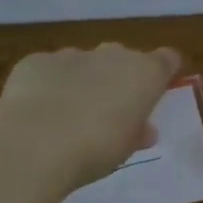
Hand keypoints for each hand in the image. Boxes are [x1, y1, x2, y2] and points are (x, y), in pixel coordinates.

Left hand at [0, 43, 182, 187]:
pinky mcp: (37, 61)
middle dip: (118, 78)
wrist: (35, 143)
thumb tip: (145, 130)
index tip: (157, 90)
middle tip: (109, 110)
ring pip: (84, 62)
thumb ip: (138, 133)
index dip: (163, 72)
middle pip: (123, 58)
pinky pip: (50, 70)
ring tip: (68, 114)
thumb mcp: (126, 148)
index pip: (167, 59)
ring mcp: (73, 54)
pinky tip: (37, 111)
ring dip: (83, 80)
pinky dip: (48, 84)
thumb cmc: (96, 149)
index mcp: (144, 74)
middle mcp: (112, 55)